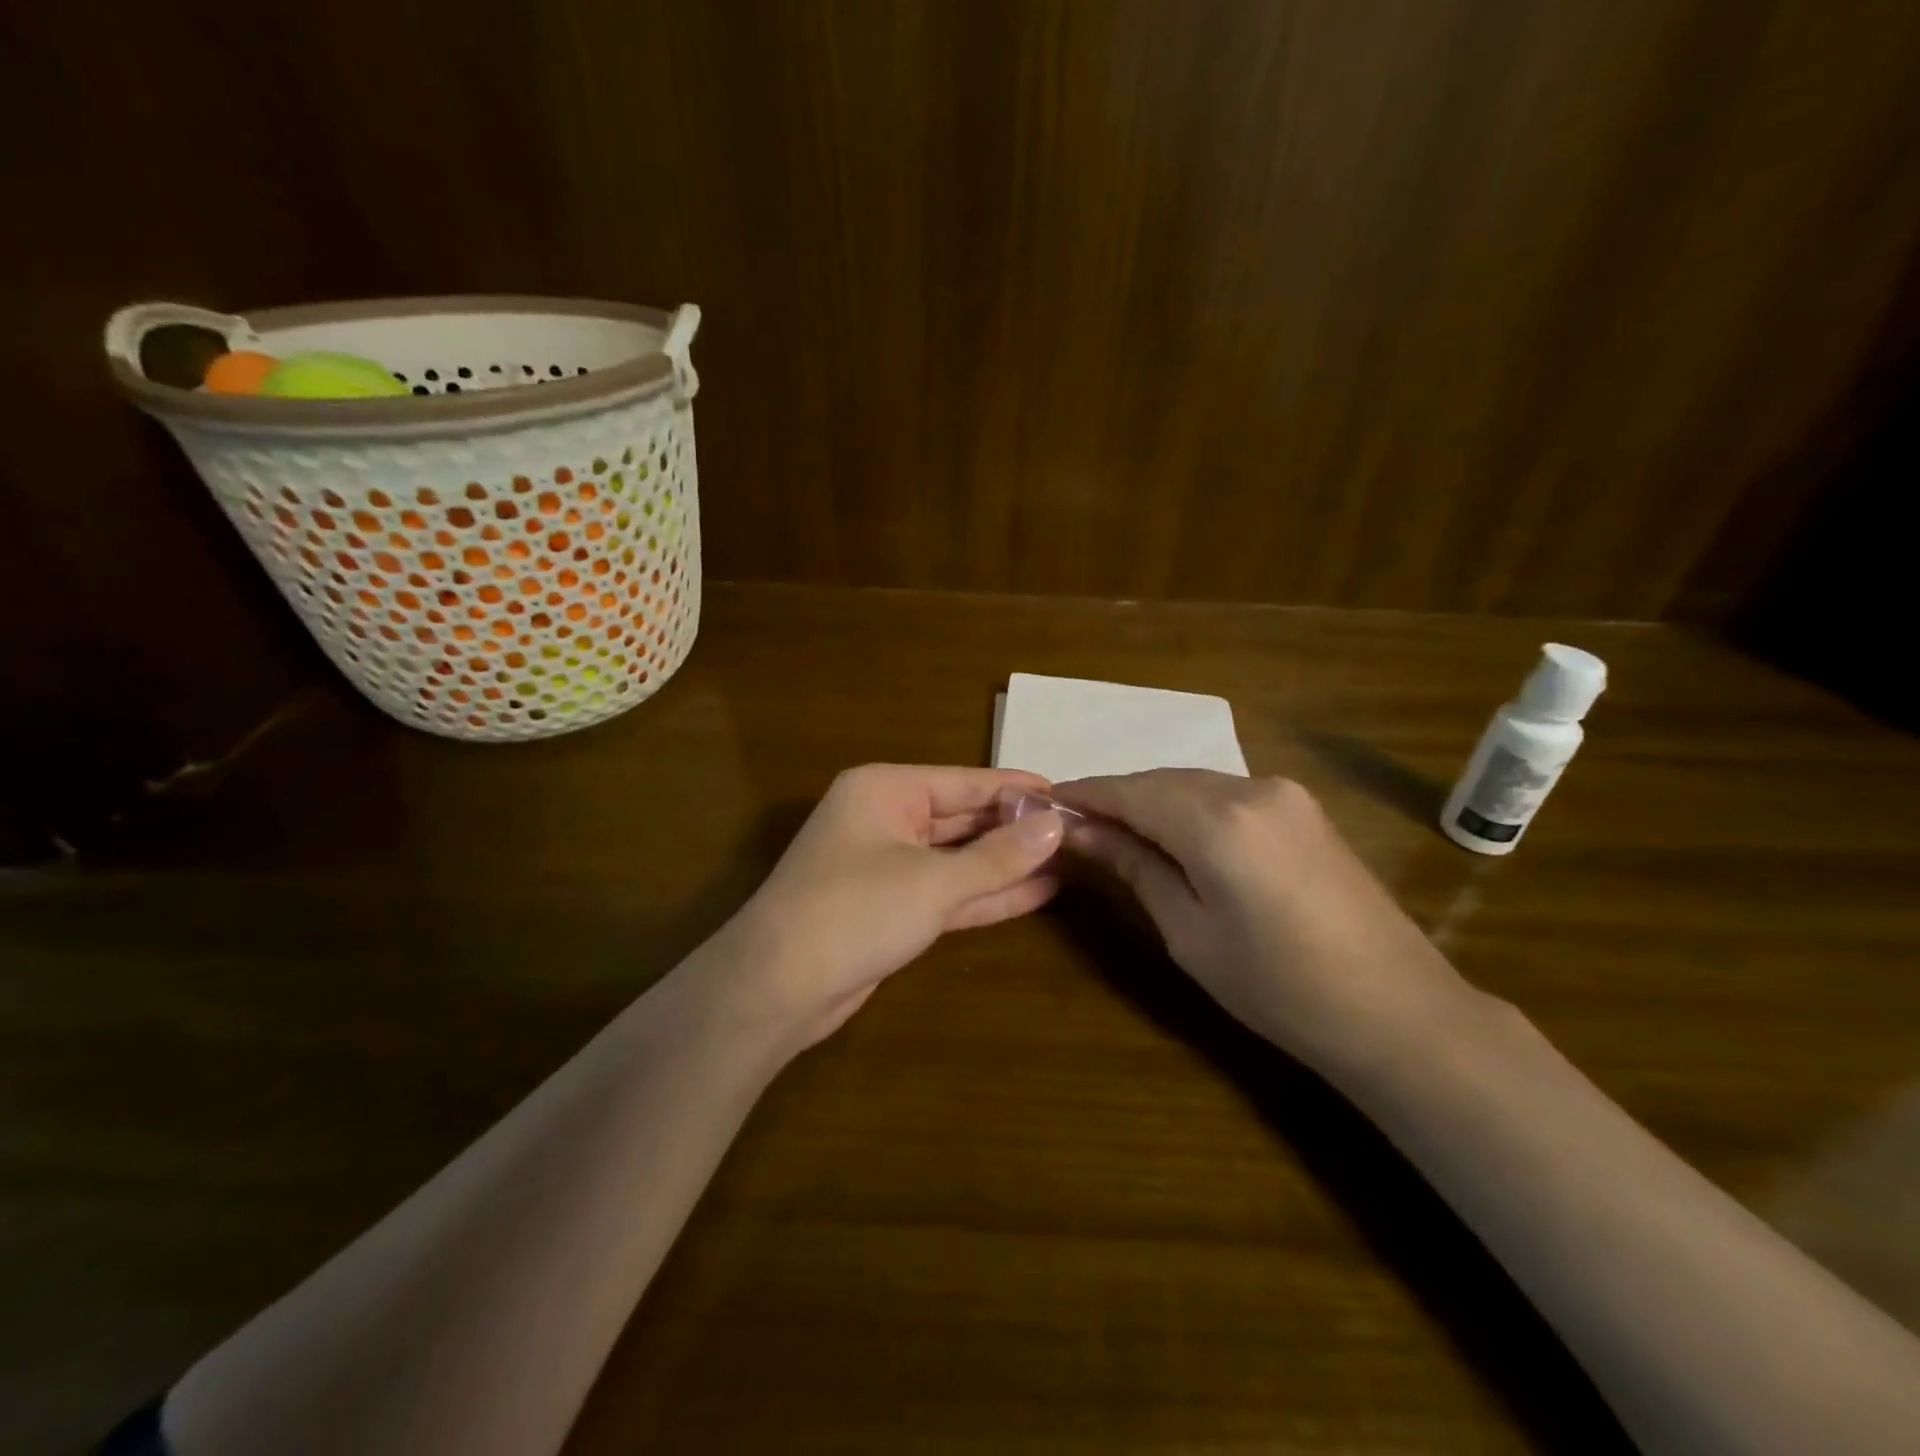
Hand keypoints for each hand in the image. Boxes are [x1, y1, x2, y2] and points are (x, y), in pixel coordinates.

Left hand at [717, 764, 1068, 1048]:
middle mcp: (885, 818)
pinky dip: (987, 894)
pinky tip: (1037, 892)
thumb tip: (1057, 825)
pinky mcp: (891, 909)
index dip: (1017, 789)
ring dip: (1007, 863)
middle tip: (1077, 831)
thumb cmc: (854, 910)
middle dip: (1015, 828)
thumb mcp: (933, 881)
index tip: (1067, 794)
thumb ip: (998, 855)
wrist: (776, 988)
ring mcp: (888, 866)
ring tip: (1069, 860)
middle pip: (963, 817)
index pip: (965, 781)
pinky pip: (949, 892)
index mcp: (886, 789)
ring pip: (959, 858)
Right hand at [1053, 770, 1470, 1069]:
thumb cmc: (1278, 988)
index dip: (1085, 794)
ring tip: (1117, 835)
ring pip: (1194, 784)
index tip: (1044, 802)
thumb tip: (1080, 832)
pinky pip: (1226, 794)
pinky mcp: (1303, 808)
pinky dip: (1189, 809)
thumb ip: (1134, 867)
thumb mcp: (1189, 933)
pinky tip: (1174, 837)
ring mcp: (1285, 794)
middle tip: (1075, 827)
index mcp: (1219, 821)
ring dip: (1153, 803)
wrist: (1397, 1011)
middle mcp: (1252, 788)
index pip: (1131, 791)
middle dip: (1116, 799)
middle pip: (1161, 781)